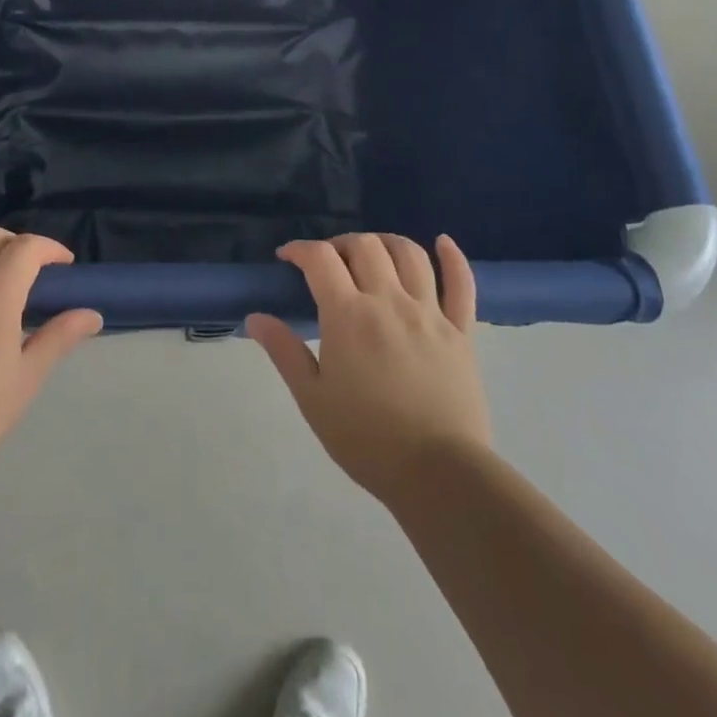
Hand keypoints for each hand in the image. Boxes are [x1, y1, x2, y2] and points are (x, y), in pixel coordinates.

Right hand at [247, 233, 490, 505]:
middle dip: (340, 244)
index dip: (300, 249)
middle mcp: (389, 301)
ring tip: (372, 253)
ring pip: (410, 254)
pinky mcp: (461, 330)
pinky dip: (453, 257)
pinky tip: (442, 242)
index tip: (287, 257)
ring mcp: (430, 312)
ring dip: (386, 242)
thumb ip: (284, 352)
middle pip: (364, 246)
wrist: (439, 474)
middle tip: (329, 263)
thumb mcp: (313, 399)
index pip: (320, 259)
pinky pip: (462, 283)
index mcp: (349, 316)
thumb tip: (255, 317)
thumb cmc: (367, 439)